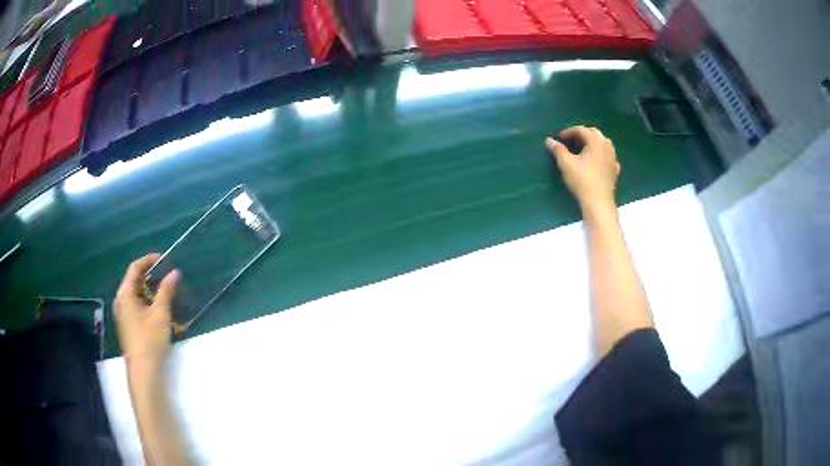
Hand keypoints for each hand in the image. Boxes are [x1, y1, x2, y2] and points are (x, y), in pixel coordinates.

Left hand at [114, 254, 179, 374]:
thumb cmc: (150, 340)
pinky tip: (159, 309)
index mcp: (125, 294)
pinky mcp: (128, 325)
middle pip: (134, 280)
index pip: (135, 268)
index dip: (148, 260)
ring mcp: (123, 314)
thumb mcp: (160, 314)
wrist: (144, 372)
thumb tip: (174, 272)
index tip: (164, 259)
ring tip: (167, 292)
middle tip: (168, 277)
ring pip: (136, 294)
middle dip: (151, 276)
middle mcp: (121, 301)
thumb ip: (166, 291)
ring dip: (150, 290)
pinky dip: (147, 302)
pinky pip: (137, 305)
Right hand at [546, 126, 620, 213]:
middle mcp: (607, 145)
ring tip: (582, 149)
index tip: (559, 137)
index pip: (581, 130)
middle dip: (582, 134)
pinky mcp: (615, 169)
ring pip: (603, 143)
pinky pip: (608, 156)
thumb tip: (549, 140)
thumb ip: (558, 149)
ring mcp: (613, 157)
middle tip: (571, 141)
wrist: (598, 202)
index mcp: (596, 140)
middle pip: (594, 133)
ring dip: (592, 143)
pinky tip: (596, 161)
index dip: (569, 131)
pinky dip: (601, 154)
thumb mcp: (566, 163)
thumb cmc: (582, 180)